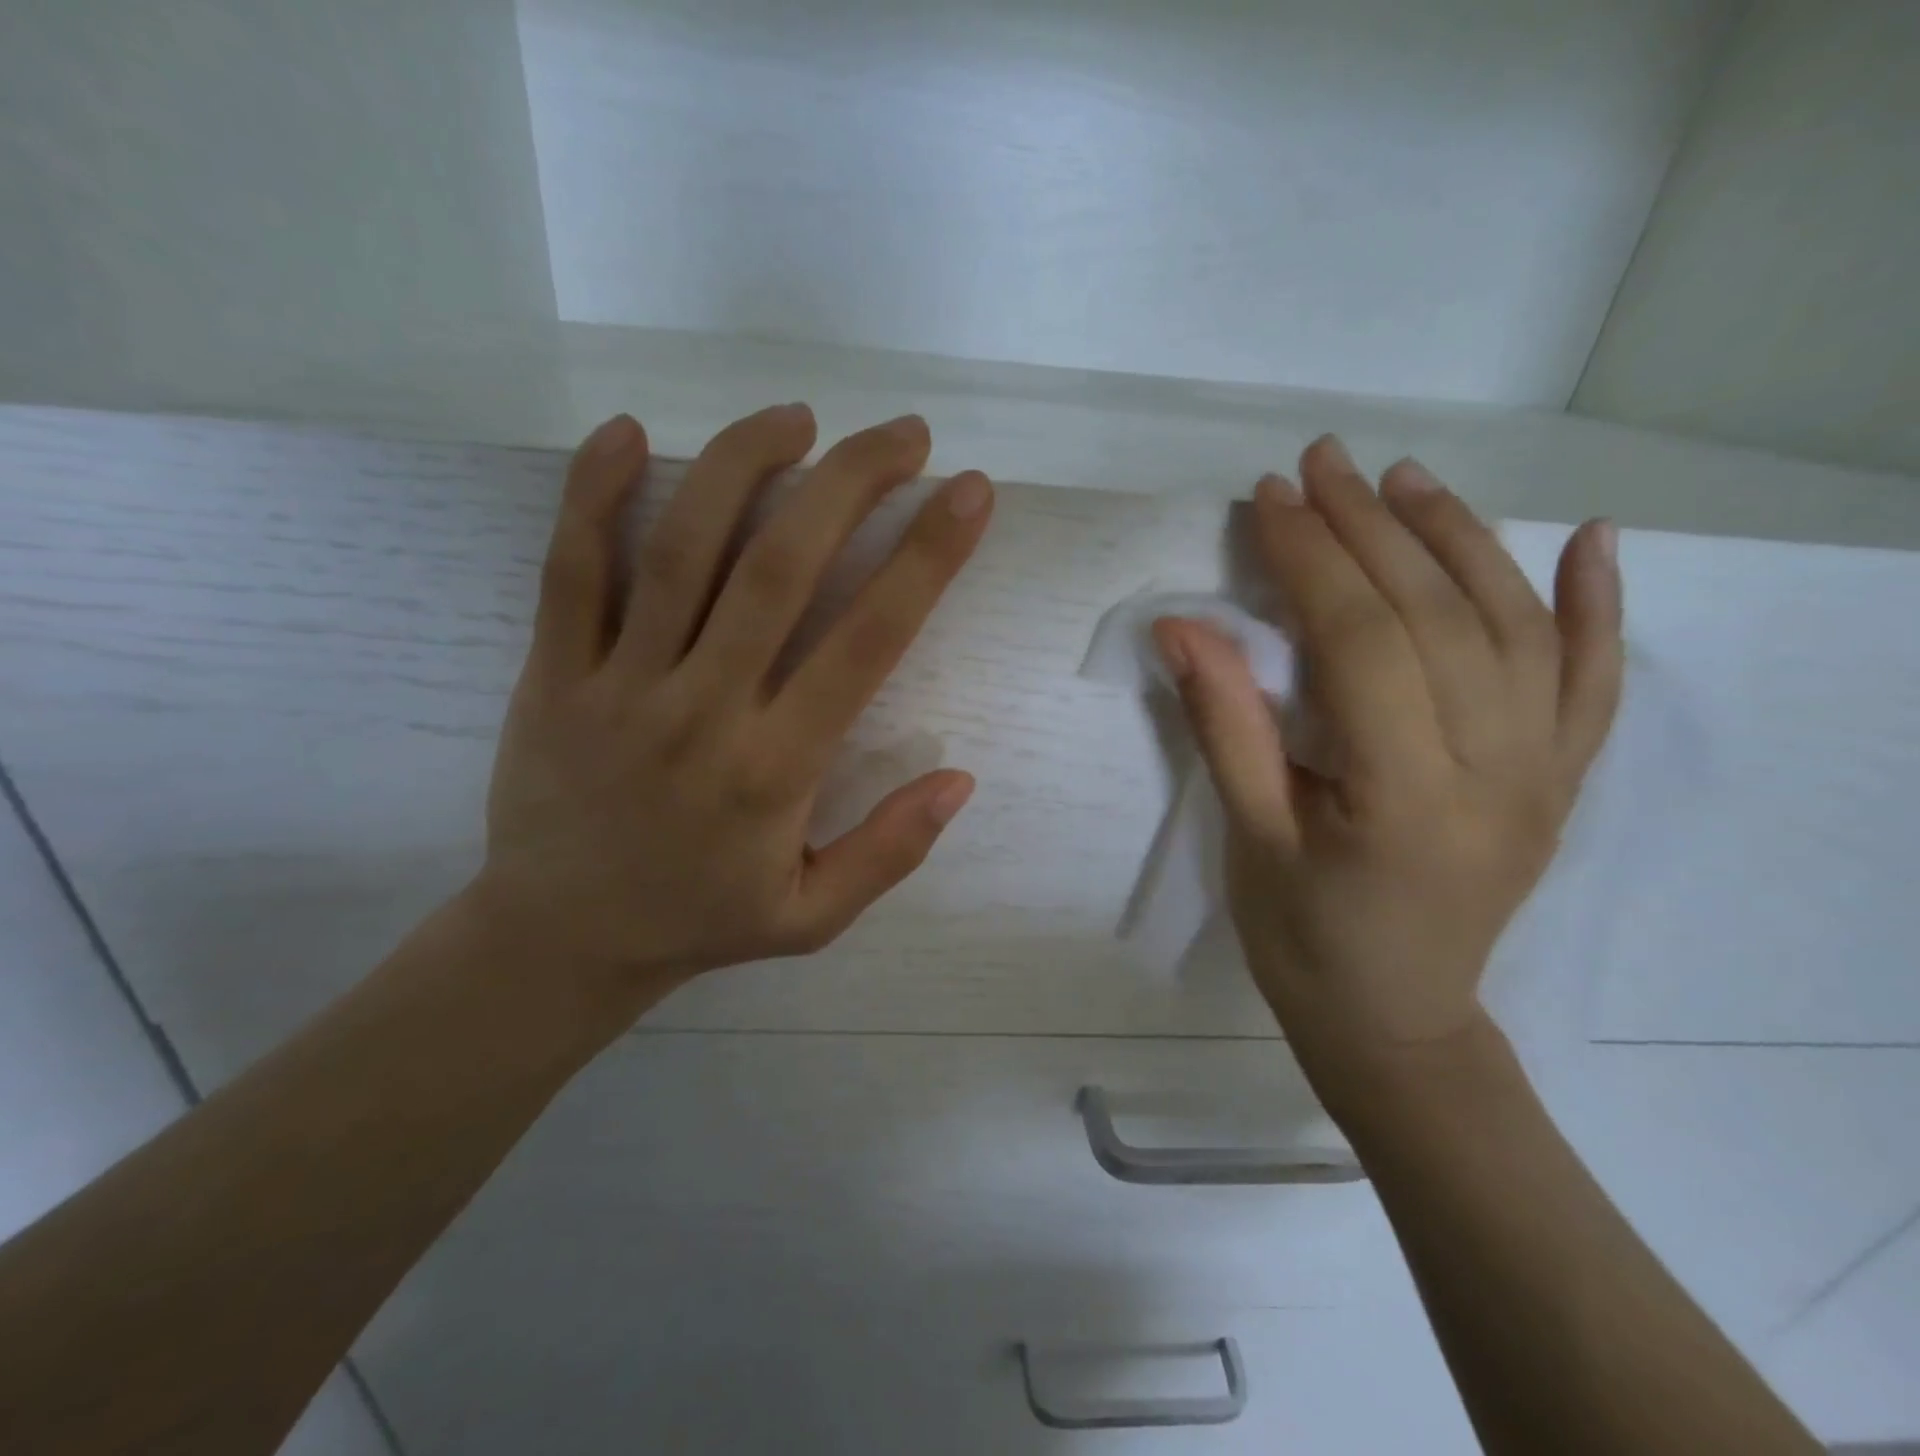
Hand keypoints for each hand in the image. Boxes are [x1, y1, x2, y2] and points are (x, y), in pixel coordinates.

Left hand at [473, 407, 993, 1012]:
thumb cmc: (700, 920)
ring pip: (682, 550)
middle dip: (851, 484)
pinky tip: (630, 431)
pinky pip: (569, 569)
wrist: (558, 940)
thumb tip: (959, 778)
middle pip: (781, 569)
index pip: (865, 642)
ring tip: (797, 417)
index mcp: (775, 769)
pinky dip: (594, 494)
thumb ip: (891, 851)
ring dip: (743, 466)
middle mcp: (703, 710)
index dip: (925, 559)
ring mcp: (619, 685)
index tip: (966, 495)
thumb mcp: (813, 917)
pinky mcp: (553, 673)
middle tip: (903, 434)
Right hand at [1154, 437, 1621, 1101]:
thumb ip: (1223, 726)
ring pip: (1515, 628)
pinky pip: (1593, 682)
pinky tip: (1589, 540)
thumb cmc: (1302, 936)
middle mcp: (1494, 771)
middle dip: (1371, 527)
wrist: (1393, 1018)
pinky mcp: (1559, 780)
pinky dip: (1598, 605)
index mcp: (1403, 795)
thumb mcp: (1248, 838)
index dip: (1310, 559)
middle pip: (1436, 617)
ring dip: (1460, 539)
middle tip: (1320, 464)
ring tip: (1405, 479)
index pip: (1360, 640)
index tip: (1268, 498)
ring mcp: (1542, 773)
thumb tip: (1182, 626)